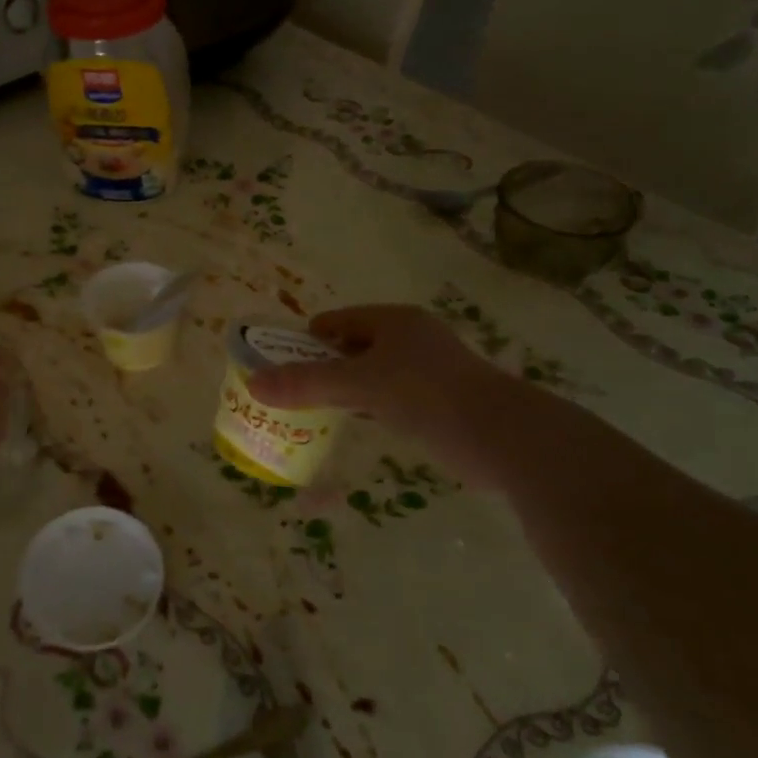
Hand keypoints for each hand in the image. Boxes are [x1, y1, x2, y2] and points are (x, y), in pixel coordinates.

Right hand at [246, 304, 497, 442]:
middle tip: (295, 390)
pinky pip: (394, 396)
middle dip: (324, 365)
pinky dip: (372, 406)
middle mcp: (412, 337)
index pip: (336, 321)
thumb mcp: (358, 386)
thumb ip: (306, 384)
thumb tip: (254, 384)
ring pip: (375, 373)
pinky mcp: (443, 399)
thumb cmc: (426, 394)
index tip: (283, 365)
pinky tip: (358, 424)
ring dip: (348, 388)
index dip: (307, 340)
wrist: (503, 436)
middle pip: (354, 346)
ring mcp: (431, 368)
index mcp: (393, 321)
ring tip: (318, 409)